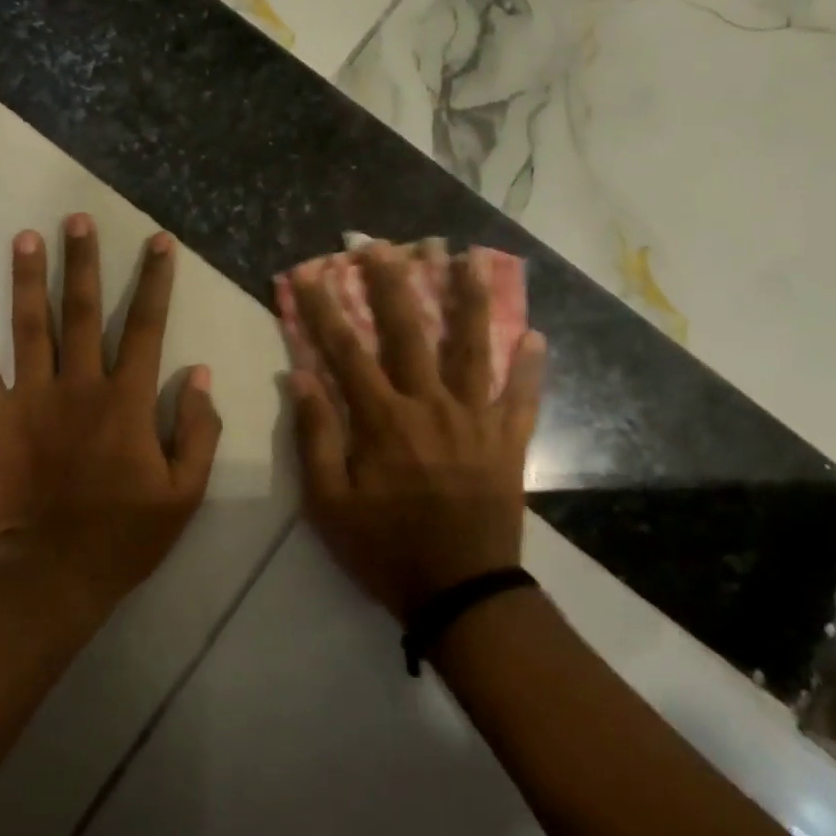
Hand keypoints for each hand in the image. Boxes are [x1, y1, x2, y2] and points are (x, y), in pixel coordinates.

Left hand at [0, 215, 221, 613]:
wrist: (48, 574)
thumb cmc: (122, 537)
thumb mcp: (184, 493)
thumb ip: (197, 430)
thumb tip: (198, 373)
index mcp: (127, 400)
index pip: (146, 326)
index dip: (155, 281)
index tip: (157, 241)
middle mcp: (79, 384)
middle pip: (84, 310)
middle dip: (84, 261)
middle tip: (77, 217)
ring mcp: (30, 397)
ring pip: (31, 324)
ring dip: (29, 277)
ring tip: (27, 237)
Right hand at [288, 242, 545, 621]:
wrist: (460, 593)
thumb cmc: (384, 549)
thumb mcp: (329, 503)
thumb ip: (315, 436)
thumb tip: (298, 377)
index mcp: (383, 420)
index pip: (344, 351)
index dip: (322, 309)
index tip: (307, 272)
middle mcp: (430, 405)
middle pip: (409, 331)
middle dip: (391, 282)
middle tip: (383, 242)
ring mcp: (475, 420)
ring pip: (472, 348)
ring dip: (469, 299)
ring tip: (470, 257)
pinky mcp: (508, 442)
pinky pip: (523, 397)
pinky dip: (531, 367)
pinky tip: (536, 334)